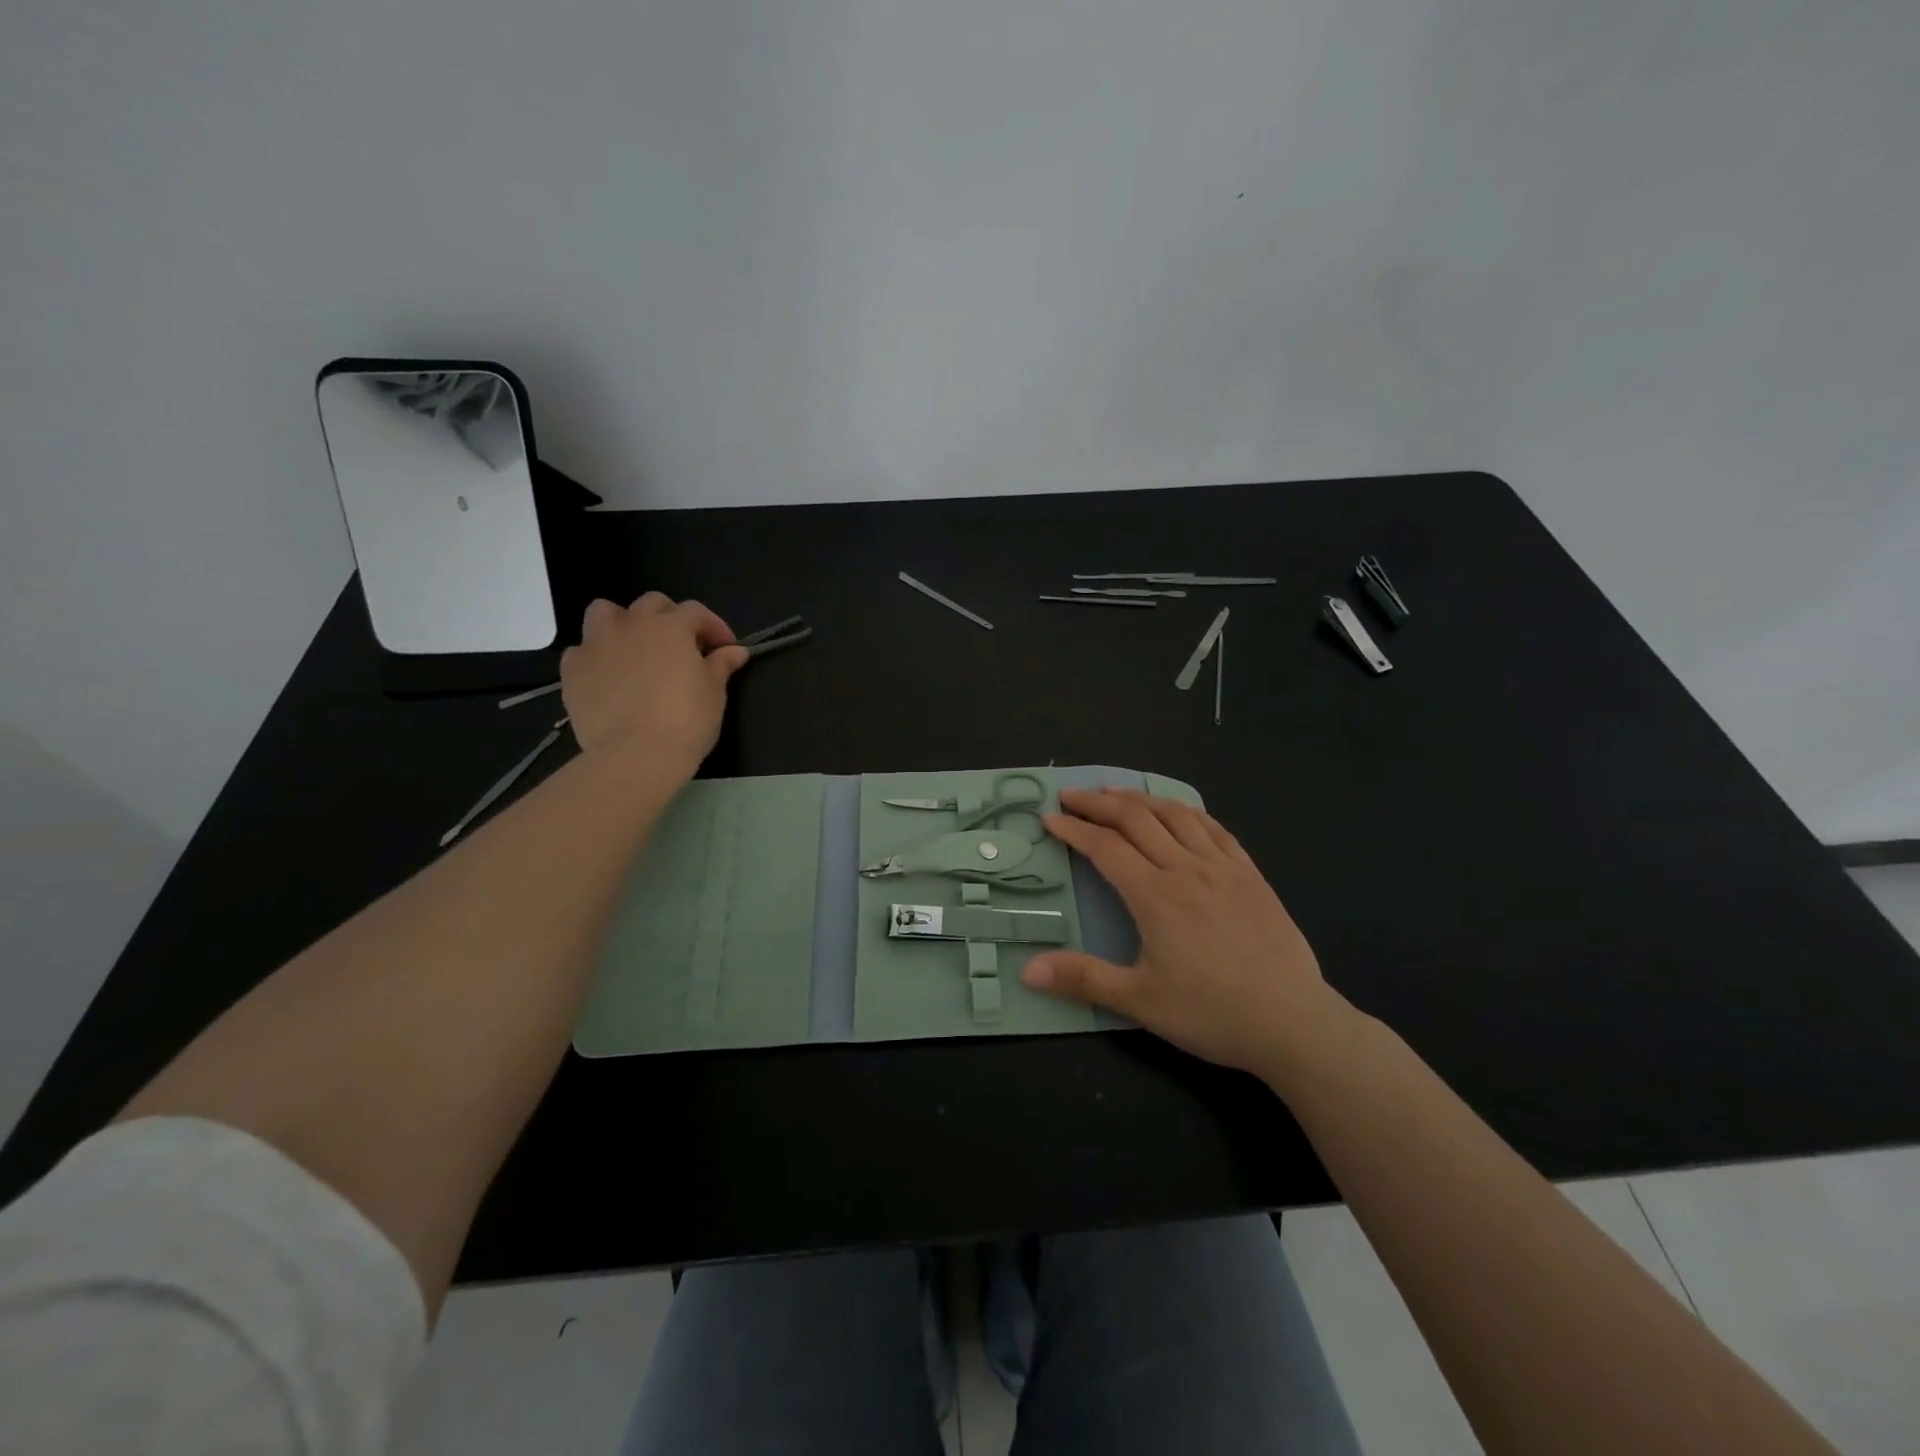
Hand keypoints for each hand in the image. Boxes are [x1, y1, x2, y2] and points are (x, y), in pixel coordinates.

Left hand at [559, 593, 748, 777]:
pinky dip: (596, 657)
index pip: (696, 612)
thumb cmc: (686, 721)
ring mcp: (596, 645)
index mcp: (671, 627)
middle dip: (669, 618)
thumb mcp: (714, 693)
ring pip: (605, 613)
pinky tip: (607, 676)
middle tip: (682, 645)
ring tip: (635, 647)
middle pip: (651, 604)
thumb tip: (736, 651)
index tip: (725, 648)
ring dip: (623, 623)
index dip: (713, 626)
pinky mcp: (572, 671)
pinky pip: (581, 651)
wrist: (636, 755)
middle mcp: (632, 625)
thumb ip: (721, 665)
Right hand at [1024, 788, 1351, 1083]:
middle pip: (1136, 819)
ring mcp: (1223, 868)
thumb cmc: (1212, 1013)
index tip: (1048, 818)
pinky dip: (1188, 811)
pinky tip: (1179, 812)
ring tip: (1115, 792)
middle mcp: (1187, 869)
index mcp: (1155, 896)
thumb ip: (1083, 979)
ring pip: (1176, 815)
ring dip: (1140, 798)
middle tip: (1070, 795)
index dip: (1073, 829)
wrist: (1294, 1023)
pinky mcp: (1251, 876)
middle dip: (1098, 802)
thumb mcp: (1140, 1001)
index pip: (1105, 847)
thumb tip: (1027, 971)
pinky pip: (1216, 829)